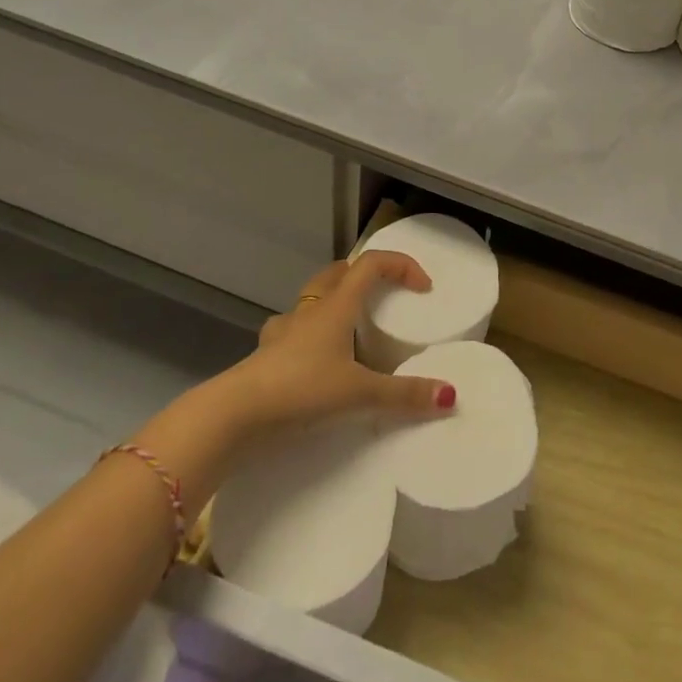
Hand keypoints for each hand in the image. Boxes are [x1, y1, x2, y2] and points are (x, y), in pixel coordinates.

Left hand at [227, 250, 458, 428]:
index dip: (401, 265)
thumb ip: (404, 395)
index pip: (372, 264)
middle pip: (338, 273)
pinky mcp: (265, 356)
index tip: (422, 287)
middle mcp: (310, 310)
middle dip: (364, 275)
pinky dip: (306, 336)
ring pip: (311, 300)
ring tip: (349, 327)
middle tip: (385, 296)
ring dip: (333, 302)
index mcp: (336, 306)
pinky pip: (290, 332)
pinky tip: (312, 359)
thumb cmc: (299, 390)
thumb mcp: (359, 394)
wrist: (232, 417)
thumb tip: (449, 396)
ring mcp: (283, 332)